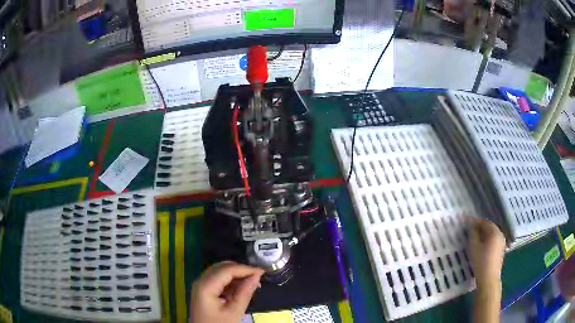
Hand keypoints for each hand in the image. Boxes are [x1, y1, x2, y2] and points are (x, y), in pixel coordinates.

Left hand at [190, 261, 264, 322]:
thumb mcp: (234, 311)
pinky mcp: (203, 290)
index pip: (227, 269)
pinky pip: (217, 279)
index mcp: (206, 286)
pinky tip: (240, 288)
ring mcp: (200, 285)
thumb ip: (245, 292)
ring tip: (251, 283)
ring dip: (235, 275)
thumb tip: (257, 275)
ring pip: (219, 272)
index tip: (263, 271)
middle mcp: (200, 281)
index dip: (245, 268)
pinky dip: (229, 281)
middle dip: (240, 270)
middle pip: (221, 267)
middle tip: (257, 277)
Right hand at [469, 217, 505, 289]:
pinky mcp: (500, 250)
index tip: (467, 223)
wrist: (489, 279)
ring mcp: (502, 242)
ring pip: (492, 234)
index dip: (475, 222)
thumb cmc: (481, 261)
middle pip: (489, 227)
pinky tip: (481, 247)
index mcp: (494, 231)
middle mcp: (500, 234)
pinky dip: (487, 240)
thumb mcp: (474, 247)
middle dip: (480, 228)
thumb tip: (470, 224)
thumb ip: (473, 234)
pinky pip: (494, 241)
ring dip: (484, 235)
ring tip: (475, 239)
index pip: (484, 222)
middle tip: (470, 231)